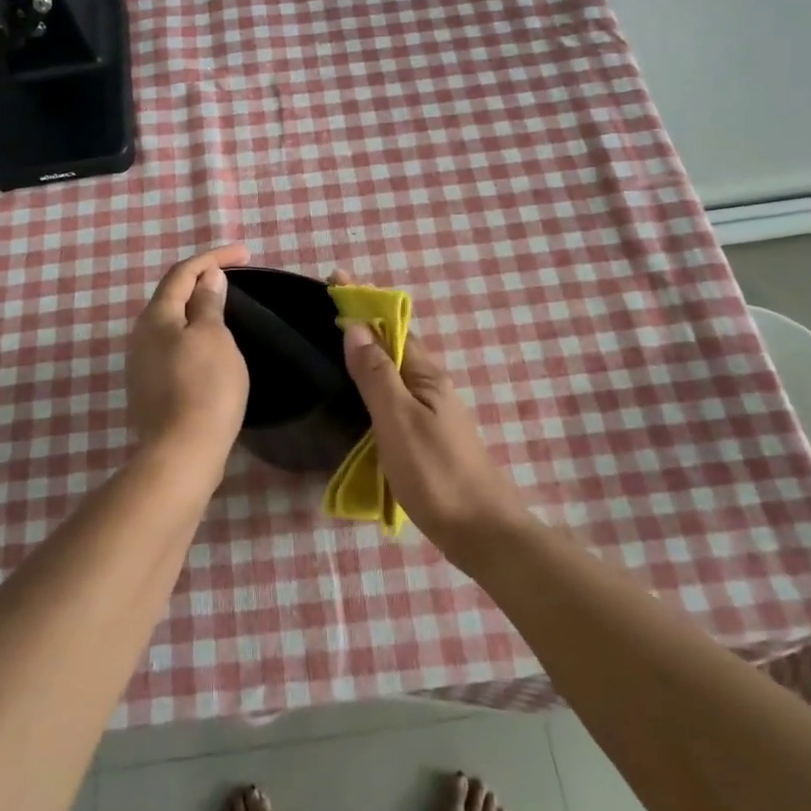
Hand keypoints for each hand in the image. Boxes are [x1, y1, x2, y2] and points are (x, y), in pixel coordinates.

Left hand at [126, 245, 250, 455]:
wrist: (183, 452)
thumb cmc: (205, 386)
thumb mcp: (213, 337)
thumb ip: (208, 303)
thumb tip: (207, 278)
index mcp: (156, 316)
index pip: (183, 273)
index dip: (213, 257)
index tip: (245, 254)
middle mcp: (141, 336)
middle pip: (172, 296)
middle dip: (202, 280)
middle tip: (234, 276)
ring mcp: (141, 365)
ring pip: (171, 324)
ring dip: (197, 309)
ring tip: (225, 308)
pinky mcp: (150, 389)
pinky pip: (173, 348)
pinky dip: (193, 336)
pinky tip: (211, 347)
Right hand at [333, 272, 525, 550]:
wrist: (481, 532)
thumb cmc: (436, 474)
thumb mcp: (399, 420)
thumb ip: (376, 374)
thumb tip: (355, 327)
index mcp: (426, 375)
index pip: (391, 326)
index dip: (364, 302)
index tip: (336, 279)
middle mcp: (431, 386)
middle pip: (394, 343)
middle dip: (364, 321)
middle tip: (328, 308)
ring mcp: (432, 412)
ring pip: (395, 369)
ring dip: (369, 350)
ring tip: (336, 342)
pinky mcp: (427, 436)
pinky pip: (395, 394)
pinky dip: (374, 380)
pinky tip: (360, 393)